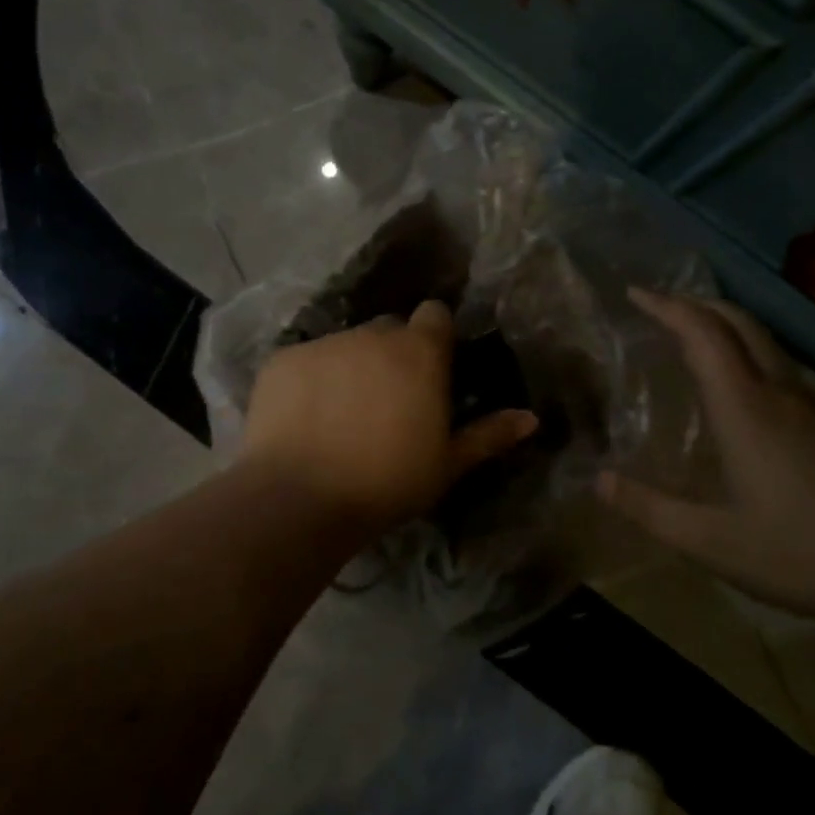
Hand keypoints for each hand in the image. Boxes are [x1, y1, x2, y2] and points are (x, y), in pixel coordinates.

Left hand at [241, 299, 537, 530]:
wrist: (300, 498)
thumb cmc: (387, 483)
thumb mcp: (447, 464)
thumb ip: (489, 435)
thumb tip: (531, 418)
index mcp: (419, 352)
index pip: (435, 315)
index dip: (435, 338)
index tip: (431, 370)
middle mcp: (372, 334)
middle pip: (388, 330)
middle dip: (392, 355)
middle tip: (387, 401)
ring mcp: (324, 343)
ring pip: (345, 345)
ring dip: (350, 367)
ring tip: (340, 415)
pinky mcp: (283, 358)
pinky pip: (306, 360)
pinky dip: (309, 380)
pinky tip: (303, 418)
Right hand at [597, 290, 814, 638]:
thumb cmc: (802, 553)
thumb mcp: (713, 543)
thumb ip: (651, 510)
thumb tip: (598, 481)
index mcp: (745, 408)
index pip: (703, 333)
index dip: (668, 306)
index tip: (636, 292)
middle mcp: (782, 391)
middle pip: (739, 322)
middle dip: (698, 303)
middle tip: (662, 304)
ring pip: (766, 344)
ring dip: (727, 328)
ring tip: (695, 341)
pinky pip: (784, 371)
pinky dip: (751, 358)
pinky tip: (744, 393)